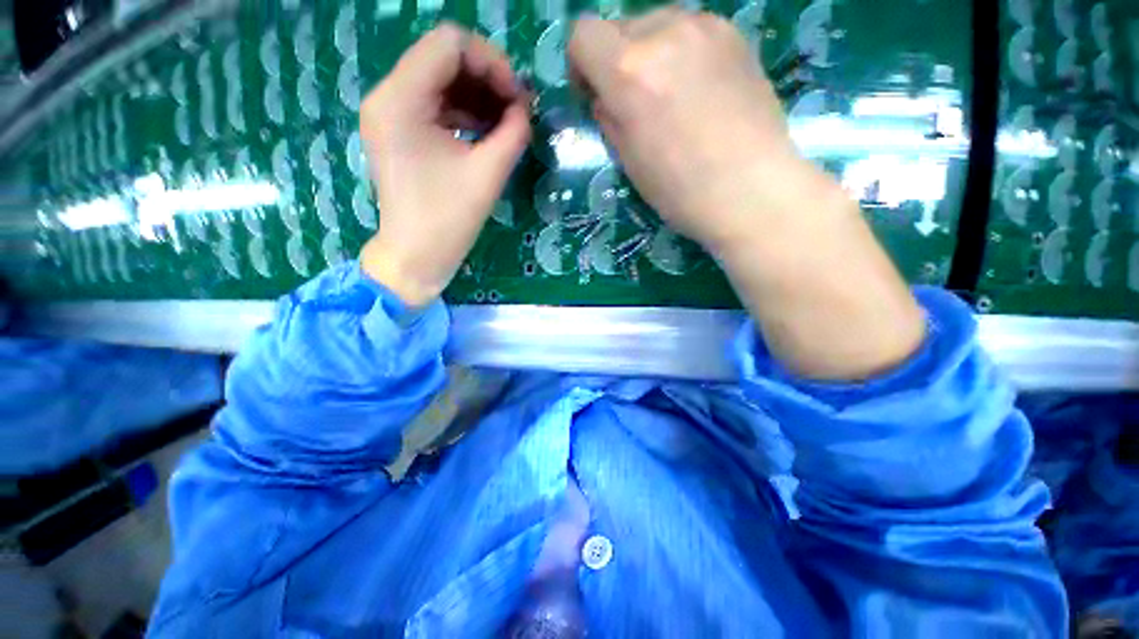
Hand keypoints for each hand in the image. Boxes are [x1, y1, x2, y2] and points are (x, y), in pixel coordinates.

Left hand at [359, 24, 530, 306]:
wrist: (416, 256)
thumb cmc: (449, 220)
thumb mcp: (488, 174)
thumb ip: (513, 132)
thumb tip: (525, 108)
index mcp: (400, 99)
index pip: (450, 44)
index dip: (492, 63)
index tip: (517, 98)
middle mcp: (387, 95)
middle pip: (444, 57)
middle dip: (487, 79)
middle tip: (516, 112)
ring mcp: (389, 113)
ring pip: (440, 79)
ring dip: (477, 96)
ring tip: (506, 125)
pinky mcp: (397, 131)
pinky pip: (434, 104)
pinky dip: (463, 112)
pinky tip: (485, 133)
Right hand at [570, 10, 925, 380]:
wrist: (762, 201)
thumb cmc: (686, 197)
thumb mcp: (630, 165)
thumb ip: (610, 116)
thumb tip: (603, 92)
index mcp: (635, 74)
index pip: (584, 36)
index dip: (585, 66)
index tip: (597, 97)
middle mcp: (670, 37)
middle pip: (622, 31)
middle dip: (621, 68)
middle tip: (637, 114)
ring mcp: (711, 33)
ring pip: (659, 31)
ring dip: (654, 66)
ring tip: (674, 114)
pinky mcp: (740, 42)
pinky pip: (692, 39)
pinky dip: (685, 64)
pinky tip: (703, 104)